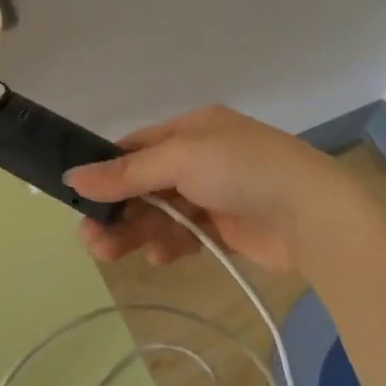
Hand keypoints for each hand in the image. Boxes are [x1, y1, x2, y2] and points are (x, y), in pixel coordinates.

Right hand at [65, 105, 347, 272]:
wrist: (314, 215)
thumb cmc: (242, 169)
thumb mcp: (180, 159)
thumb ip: (127, 172)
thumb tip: (71, 176)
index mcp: (194, 128)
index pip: (139, 147)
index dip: (109, 170)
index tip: (80, 195)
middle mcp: (203, 158)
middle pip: (147, 183)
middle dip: (118, 208)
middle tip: (89, 237)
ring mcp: (217, 194)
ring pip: (164, 212)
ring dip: (137, 231)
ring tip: (109, 254)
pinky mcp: (230, 230)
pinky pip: (188, 234)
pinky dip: (170, 244)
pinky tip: (158, 257)